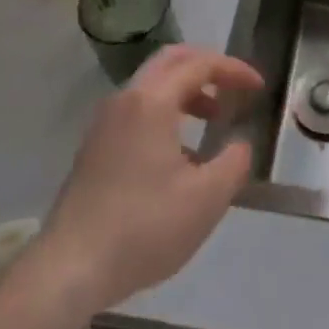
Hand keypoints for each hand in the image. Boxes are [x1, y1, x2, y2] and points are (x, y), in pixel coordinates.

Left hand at [32, 45, 263, 313]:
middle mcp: (125, 100)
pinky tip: (180, 153)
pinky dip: (166, 110)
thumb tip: (240, 144)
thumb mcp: (206, 199)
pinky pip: (137, 109)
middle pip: (170, 61)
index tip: (258, 87)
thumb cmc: (144, 228)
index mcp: (152, 102)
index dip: (233, 70)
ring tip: (213, 118)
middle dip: (207, 67)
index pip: (199, 64)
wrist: (71, 268)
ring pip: (151, 85)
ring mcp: (105, 122)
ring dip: (186, 90)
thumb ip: (234, 163)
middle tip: (234, 87)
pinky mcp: (95, 146)